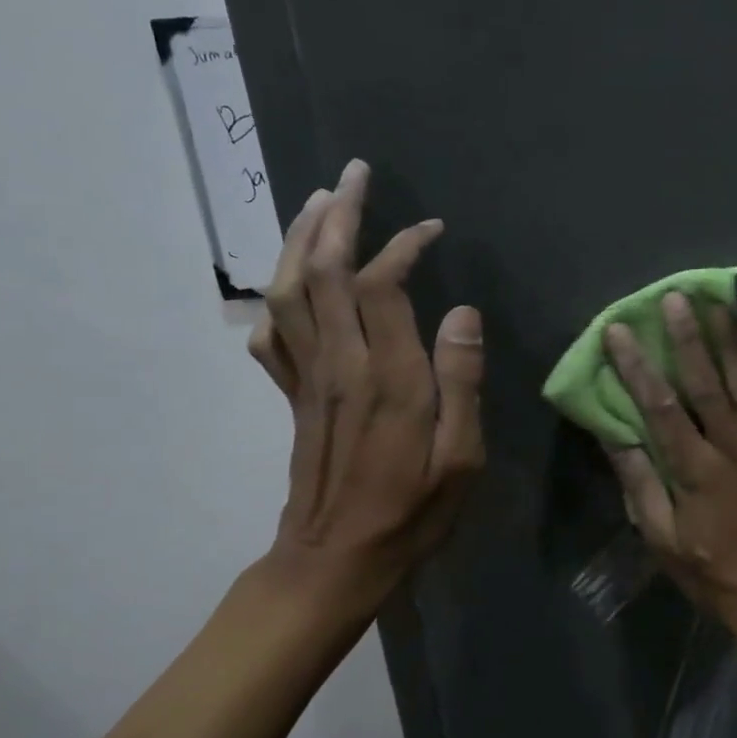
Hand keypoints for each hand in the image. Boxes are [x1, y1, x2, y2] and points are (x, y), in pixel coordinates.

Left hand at [247, 159, 484, 613]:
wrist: (334, 563)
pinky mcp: (292, 395)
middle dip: (337, 216)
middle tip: (354, 174)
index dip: (402, 246)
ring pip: (288, 291)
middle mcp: (339, 365)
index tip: (430, 228)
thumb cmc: (412, 514)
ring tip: (318, 202)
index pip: (381, 285)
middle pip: (321, 271)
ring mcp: (307, 378)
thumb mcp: (462, 458)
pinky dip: (276, 296)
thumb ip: (462, 382)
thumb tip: (464, 313)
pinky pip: (272, 333)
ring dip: (298, 239)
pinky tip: (289, 282)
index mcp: (387, 378)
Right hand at [602, 292, 736, 630]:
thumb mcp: (661, 539)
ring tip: (718, 304)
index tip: (619, 333)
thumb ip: (639, 484)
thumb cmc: (711, 569)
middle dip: (688, 337)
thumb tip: (615, 434)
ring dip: (731, 340)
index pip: (660, 407)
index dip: (637, 367)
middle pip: (707, 382)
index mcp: (695, 470)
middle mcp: (732, 447)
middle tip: (675, 297)